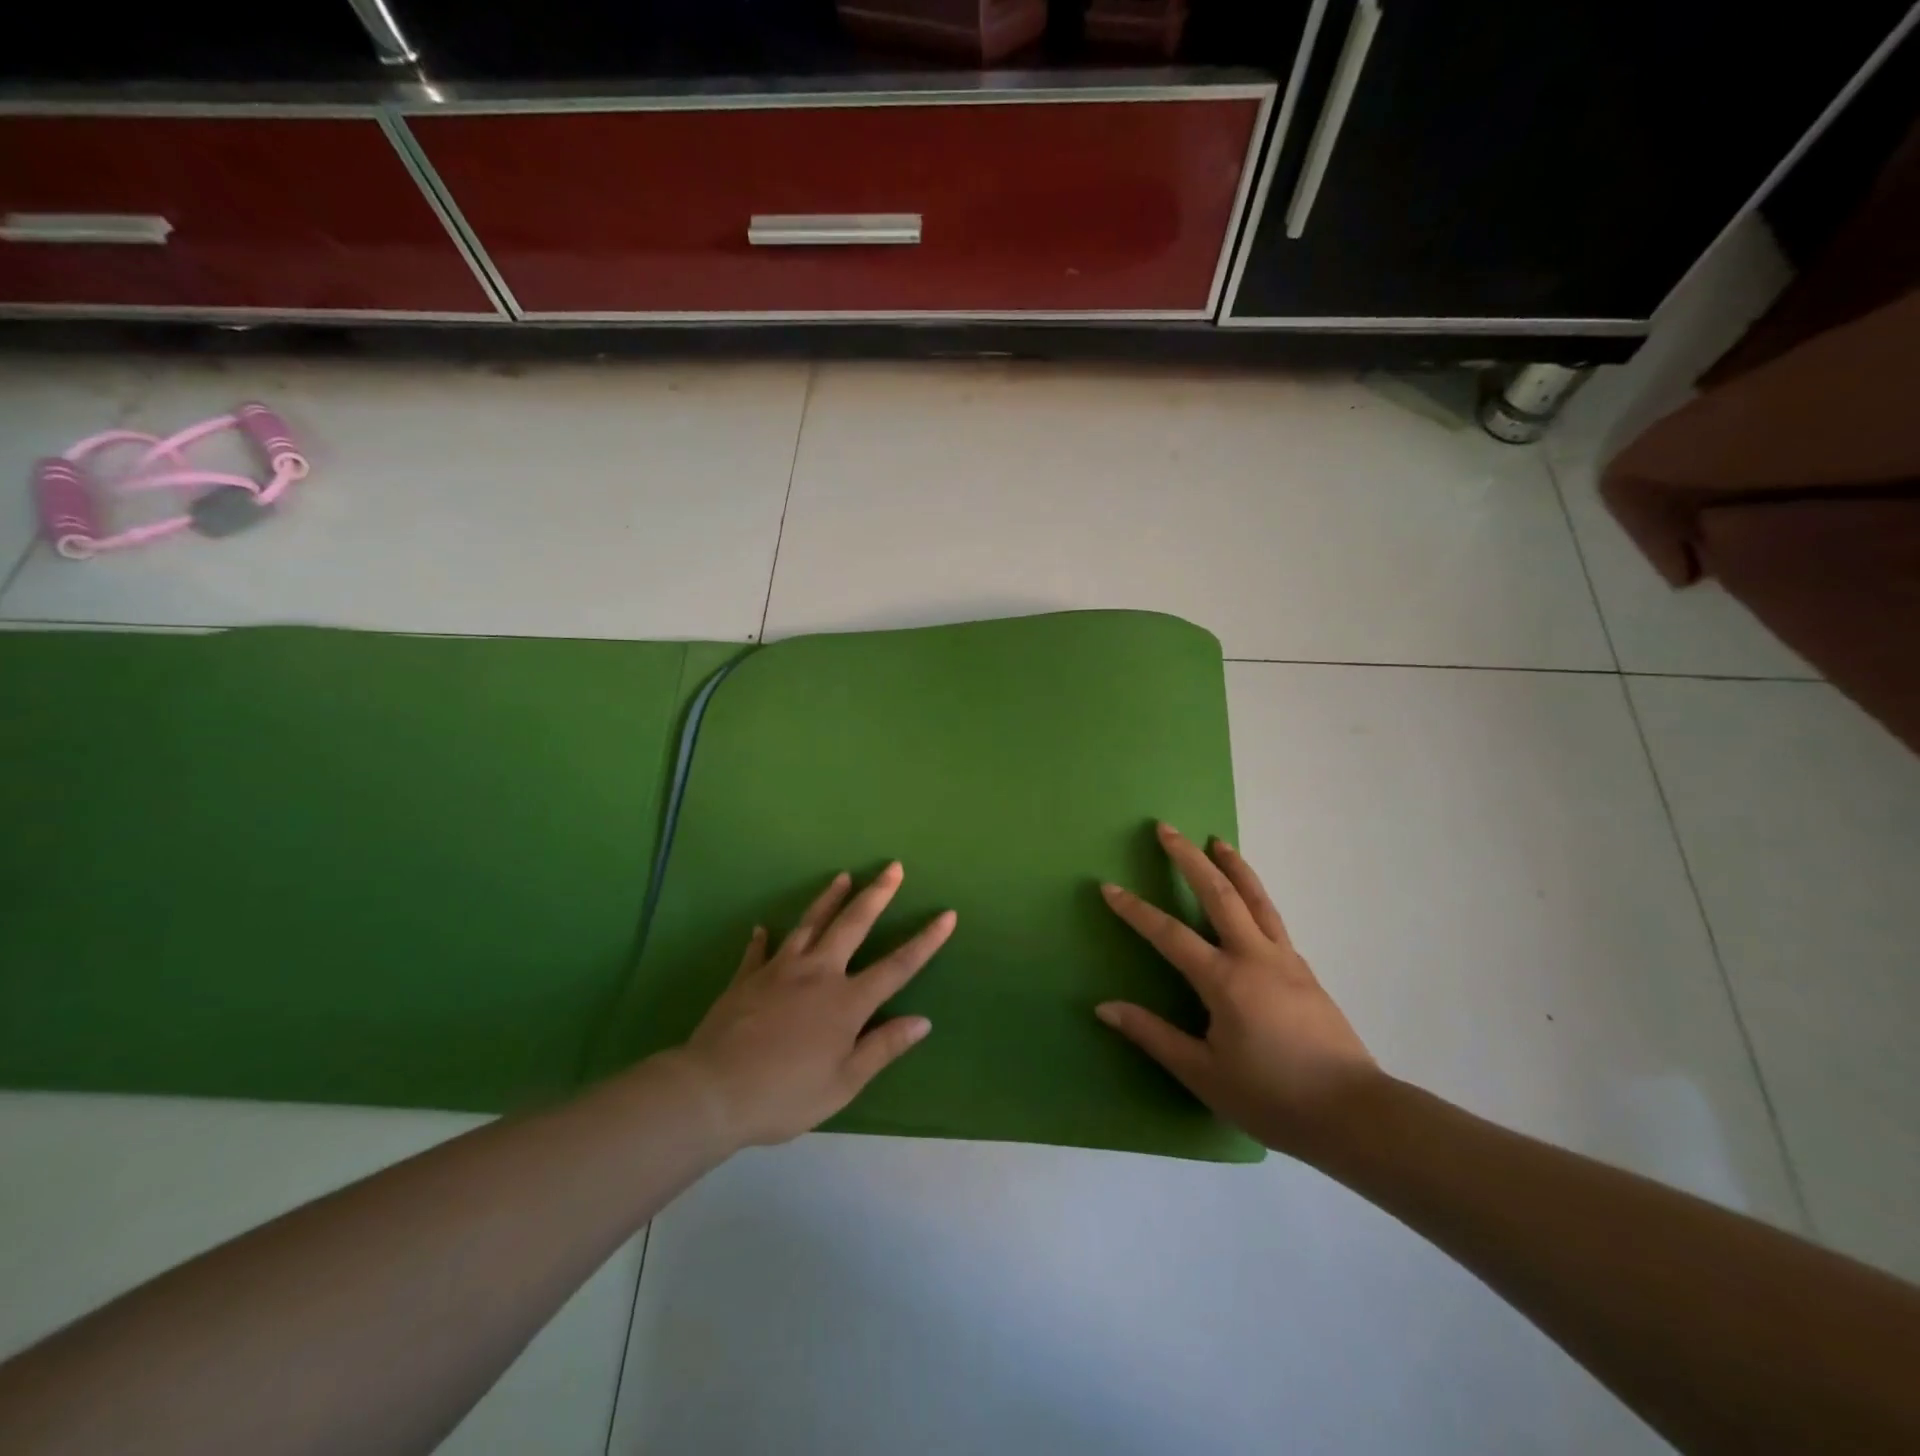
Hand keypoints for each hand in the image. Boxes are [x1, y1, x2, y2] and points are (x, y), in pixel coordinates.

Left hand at [678, 863, 954, 1148]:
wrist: (714, 1090)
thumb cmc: (785, 1094)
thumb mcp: (843, 1083)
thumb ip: (882, 1048)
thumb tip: (922, 1021)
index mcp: (846, 1002)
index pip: (897, 966)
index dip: (926, 940)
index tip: (947, 914)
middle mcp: (818, 974)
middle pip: (853, 925)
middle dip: (877, 895)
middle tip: (893, 867)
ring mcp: (780, 970)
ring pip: (809, 924)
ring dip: (828, 899)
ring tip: (842, 876)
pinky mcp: (748, 978)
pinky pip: (759, 951)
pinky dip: (763, 939)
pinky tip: (762, 928)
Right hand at [1097, 823, 1380, 1159]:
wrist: (1353, 1115)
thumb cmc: (1271, 1098)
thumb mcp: (1203, 1074)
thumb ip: (1153, 1035)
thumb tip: (1105, 1007)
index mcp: (1224, 980)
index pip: (1169, 934)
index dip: (1135, 910)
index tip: (1109, 887)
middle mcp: (1255, 957)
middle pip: (1219, 894)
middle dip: (1189, 858)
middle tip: (1166, 829)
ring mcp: (1285, 959)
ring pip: (1256, 898)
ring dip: (1233, 865)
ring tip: (1217, 841)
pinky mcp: (1305, 971)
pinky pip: (1274, 919)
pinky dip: (1255, 896)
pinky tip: (1250, 901)